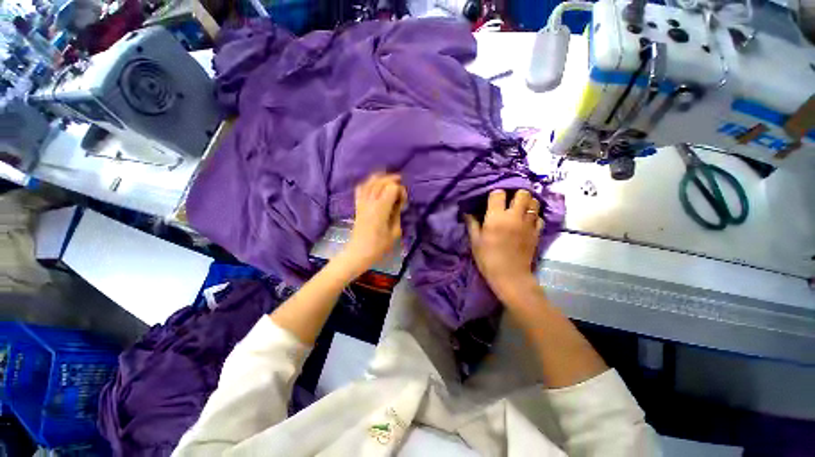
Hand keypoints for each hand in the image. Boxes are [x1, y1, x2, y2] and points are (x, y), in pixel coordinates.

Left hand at [339, 173, 406, 276]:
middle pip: (381, 181)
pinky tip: (373, 184)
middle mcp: (370, 202)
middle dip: (392, 179)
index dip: (400, 190)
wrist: (358, 253)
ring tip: (389, 179)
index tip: (403, 200)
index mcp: (381, 209)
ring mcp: (362, 202)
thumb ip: (397, 215)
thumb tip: (398, 203)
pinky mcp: (357, 205)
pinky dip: (367, 183)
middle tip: (401, 184)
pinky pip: (361, 189)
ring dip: (381, 178)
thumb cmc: (378, 247)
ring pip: (370, 182)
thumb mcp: (394, 233)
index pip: (391, 188)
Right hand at [465, 189, 542, 301]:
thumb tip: (467, 212)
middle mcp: (514, 216)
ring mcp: (528, 224)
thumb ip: (472, 224)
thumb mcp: (475, 241)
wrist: (510, 276)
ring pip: (534, 202)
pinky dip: (534, 216)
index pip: (499, 193)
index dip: (495, 194)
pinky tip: (527, 221)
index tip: (492, 199)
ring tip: (520, 208)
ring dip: (527, 202)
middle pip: (522, 193)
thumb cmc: (488, 258)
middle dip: (516, 193)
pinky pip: (539, 217)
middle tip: (510, 200)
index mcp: (496, 217)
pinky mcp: (537, 232)